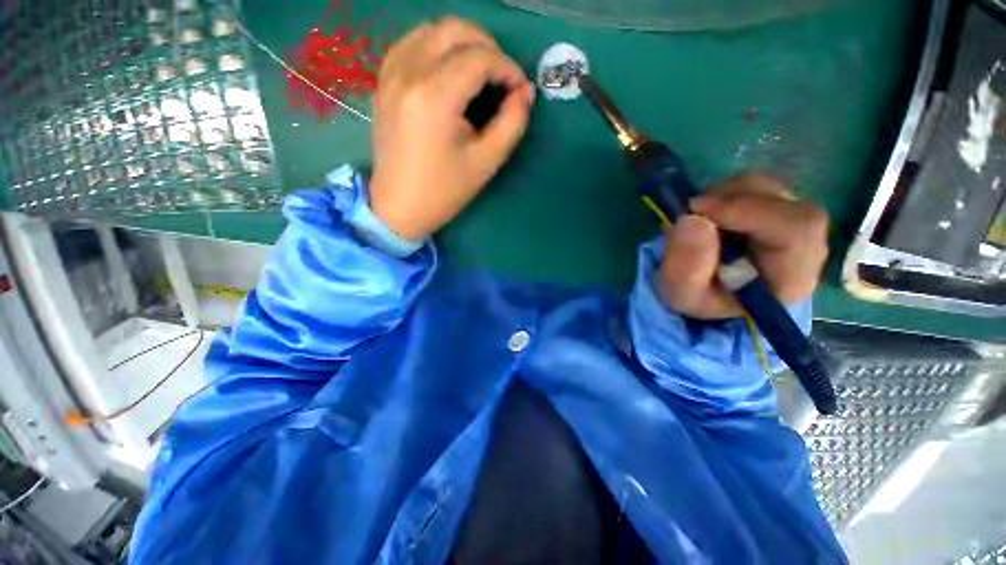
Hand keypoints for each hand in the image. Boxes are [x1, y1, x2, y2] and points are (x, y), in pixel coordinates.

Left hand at [368, 18, 534, 240]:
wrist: (399, 206)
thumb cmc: (444, 191)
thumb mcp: (486, 162)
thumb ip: (512, 123)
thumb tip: (524, 93)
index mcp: (435, 96)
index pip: (479, 58)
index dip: (508, 68)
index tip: (520, 90)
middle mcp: (409, 73)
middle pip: (454, 30)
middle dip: (487, 46)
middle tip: (502, 76)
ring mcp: (391, 75)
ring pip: (430, 30)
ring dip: (461, 42)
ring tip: (479, 70)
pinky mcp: (383, 83)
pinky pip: (410, 44)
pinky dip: (435, 46)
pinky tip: (447, 69)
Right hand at [656, 173, 828, 319]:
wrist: (708, 294)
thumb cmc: (699, 298)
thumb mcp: (683, 294)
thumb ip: (686, 267)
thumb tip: (693, 220)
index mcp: (791, 276)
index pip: (796, 229)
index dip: (748, 210)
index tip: (697, 210)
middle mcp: (806, 246)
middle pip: (784, 202)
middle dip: (731, 199)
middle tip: (692, 210)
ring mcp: (794, 223)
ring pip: (769, 188)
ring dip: (726, 195)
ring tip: (699, 217)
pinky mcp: (779, 209)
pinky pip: (758, 187)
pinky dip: (728, 193)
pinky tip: (710, 214)